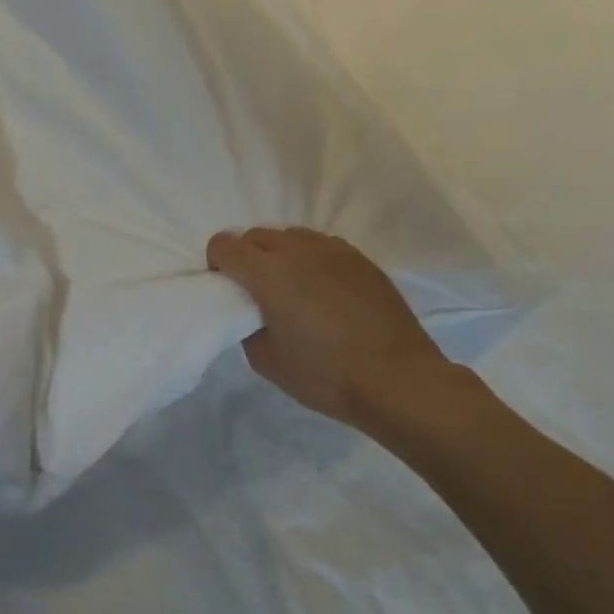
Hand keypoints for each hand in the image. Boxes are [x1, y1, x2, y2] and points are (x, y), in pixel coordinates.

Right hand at [206, 227, 454, 429]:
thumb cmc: (324, 374)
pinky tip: (323, 291)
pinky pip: (322, 246)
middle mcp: (298, 251)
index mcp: (267, 273)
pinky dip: (311, 260)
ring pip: (291, 236)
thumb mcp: (265, 360)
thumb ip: (247, 325)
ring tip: (292, 288)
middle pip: (256, 235)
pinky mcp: (361, 259)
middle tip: (256, 292)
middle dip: (246, 257)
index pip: (223, 244)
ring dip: (280, 255)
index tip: (226, 289)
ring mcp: (334, 251)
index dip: (217, 264)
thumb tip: (253, 312)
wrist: (397, 379)